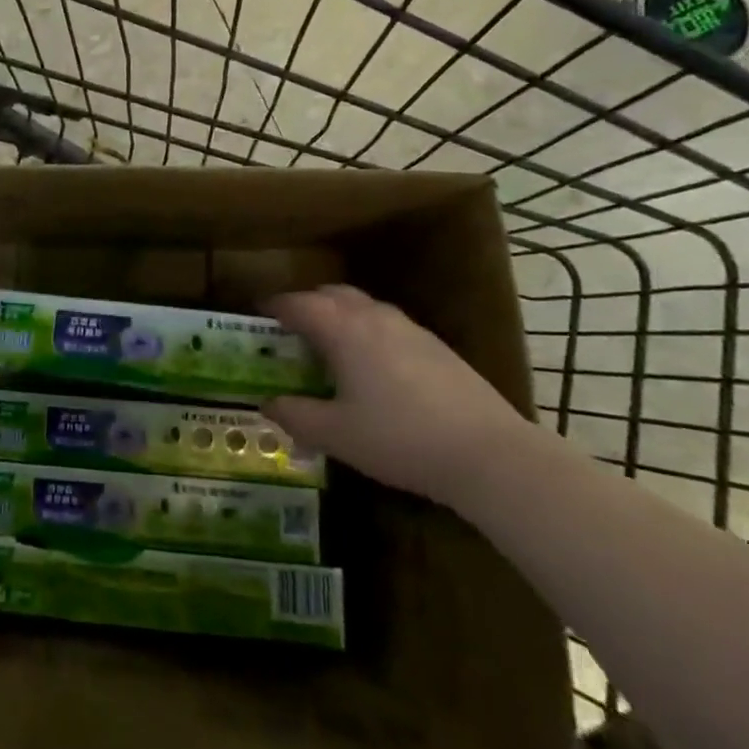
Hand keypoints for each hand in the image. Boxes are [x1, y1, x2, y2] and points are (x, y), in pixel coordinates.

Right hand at [263, 285, 531, 505]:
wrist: (488, 453)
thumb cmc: (399, 439)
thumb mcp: (336, 434)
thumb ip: (296, 416)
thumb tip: (267, 403)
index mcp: (344, 330)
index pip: (300, 304)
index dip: (275, 306)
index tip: (259, 313)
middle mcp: (375, 318)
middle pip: (333, 294)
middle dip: (308, 303)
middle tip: (292, 328)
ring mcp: (411, 329)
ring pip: (365, 306)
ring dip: (340, 315)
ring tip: (331, 345)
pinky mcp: (437, 347)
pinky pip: (389, 324)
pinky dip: (368, 331)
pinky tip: (374, 366)